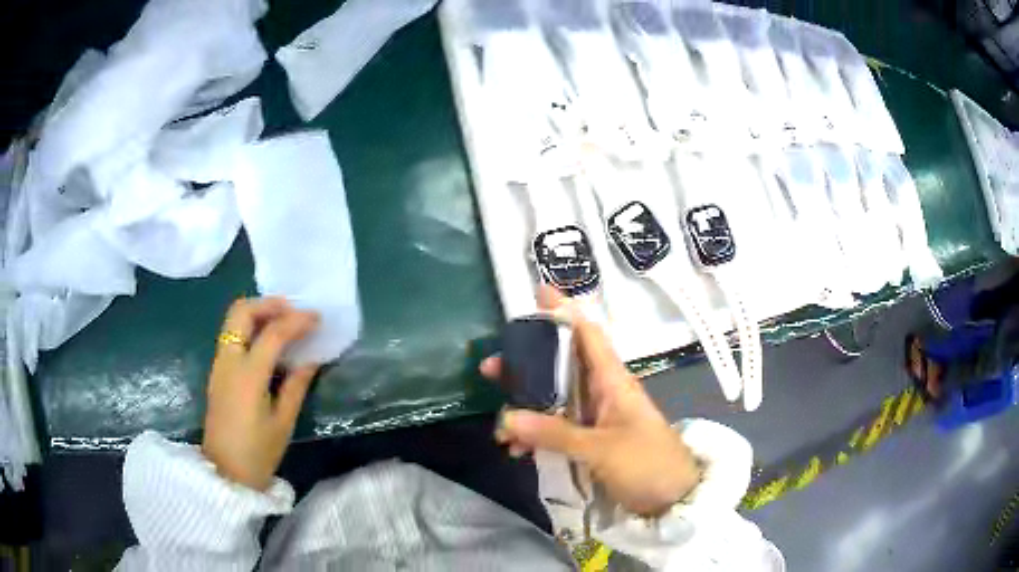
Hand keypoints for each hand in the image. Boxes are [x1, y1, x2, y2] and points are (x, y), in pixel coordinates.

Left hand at [202, 297, 319, 490]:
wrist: (225, 474)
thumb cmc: (258, 453)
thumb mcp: (283, 423)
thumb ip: (296, 386)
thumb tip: (310, 359)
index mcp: (248, 376)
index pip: (273, 333)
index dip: (297, 321)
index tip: (317, 317)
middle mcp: (228, 361)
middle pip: (241, 312)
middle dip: (268, 304)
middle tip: (292, 310)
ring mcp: (219, 365)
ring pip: (232, 320)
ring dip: (257, 313)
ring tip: (282, 322)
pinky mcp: (217, 372)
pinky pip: (231, 335)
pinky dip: (249, 328)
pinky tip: (267, 342)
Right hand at [481, 287, 700, 516]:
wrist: (673, 499)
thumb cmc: (646, 463)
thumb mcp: (600, 449)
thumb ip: (554, 433)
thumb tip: (505, 418)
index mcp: (612, 381)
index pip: (587, 334)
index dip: (564, 311)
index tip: (537, 292)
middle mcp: (602, 392)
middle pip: (559, 366)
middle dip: (525, 365)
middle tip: (491, 367)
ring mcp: (595, 417)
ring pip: (553, 400)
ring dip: (525, 409)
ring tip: (499, 428)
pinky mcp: (591, 440)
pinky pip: (557, 429)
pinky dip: (536, 436)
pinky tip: (517, 451)